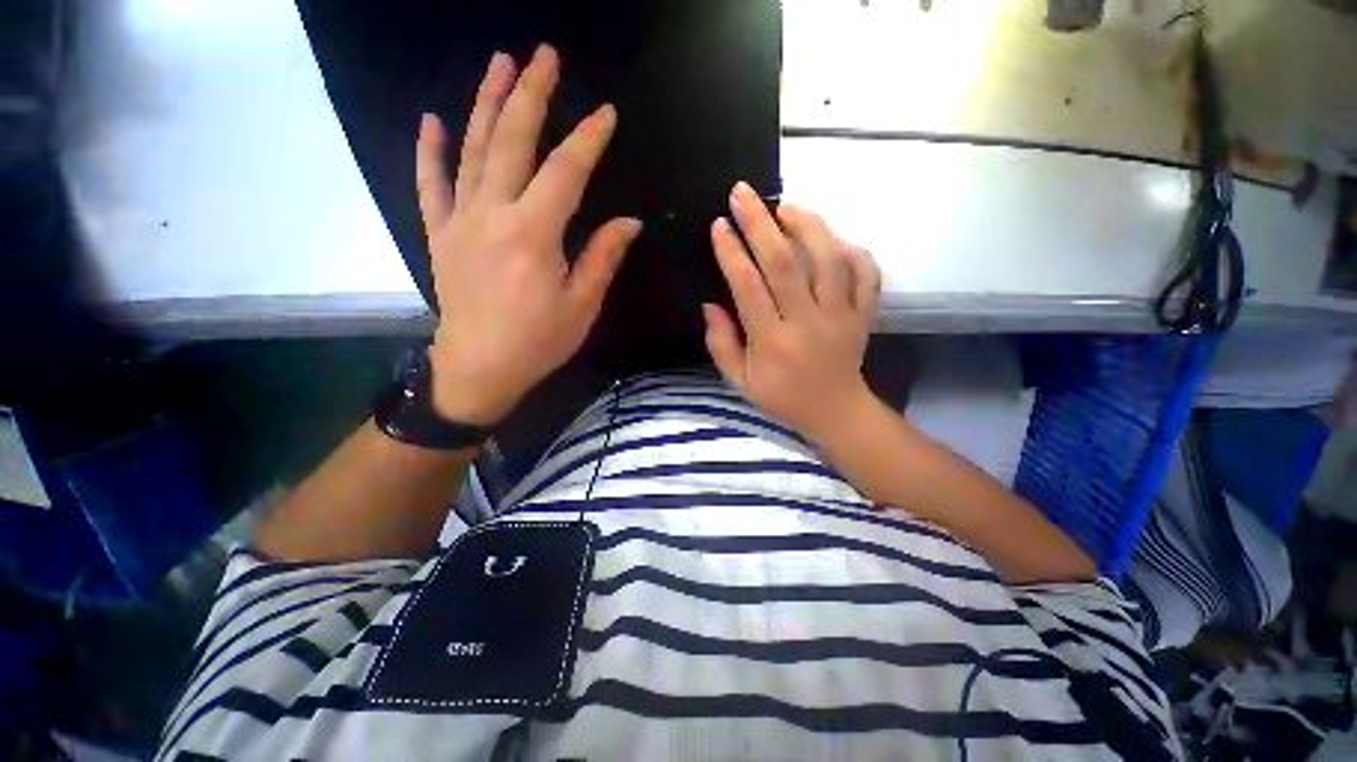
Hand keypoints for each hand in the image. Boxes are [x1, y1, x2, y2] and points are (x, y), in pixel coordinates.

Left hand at [418, 46, 641, 424]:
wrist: (479, 369)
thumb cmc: (538, 342)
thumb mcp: (582, 305)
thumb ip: (603, 257)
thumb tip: (629, 222)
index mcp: (534, 235)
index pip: (565, 172)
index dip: (587, 140)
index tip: (605, 114)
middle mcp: (493, 215)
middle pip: (512, 142)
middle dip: (530, 95)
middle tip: (543, 55)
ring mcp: (460, 221)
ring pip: (472, 150)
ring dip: (486, 104)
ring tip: (499, 64)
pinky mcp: (440, 234)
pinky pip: (430, 185)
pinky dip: (430, 151)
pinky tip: (433, 121)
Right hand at [704, 182, 881, 443]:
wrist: (836, 411)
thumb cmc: (782, 397)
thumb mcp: (740, 381)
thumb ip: (721, 344)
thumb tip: (710, 304)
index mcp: (773, 342)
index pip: (748, 287)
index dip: (731, 253)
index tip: (718, 224)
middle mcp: (808, 322)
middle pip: (785, 263)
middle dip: (759, 223)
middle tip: (742, 193)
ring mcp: (842, 316)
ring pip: (828, 259)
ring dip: (806, 225)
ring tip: (785, 207)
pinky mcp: (864, 314)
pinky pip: (866, 274)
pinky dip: (852, 250)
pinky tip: (831, 240)